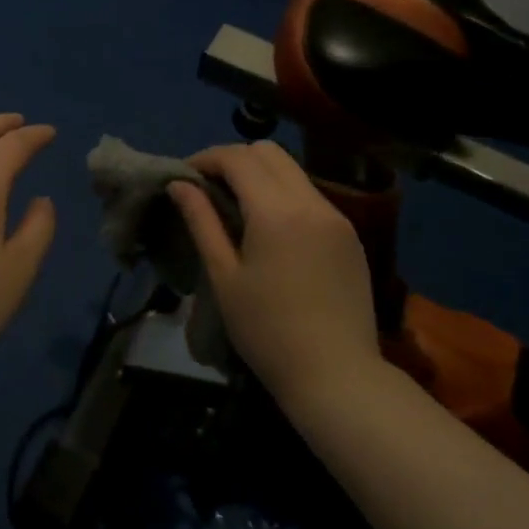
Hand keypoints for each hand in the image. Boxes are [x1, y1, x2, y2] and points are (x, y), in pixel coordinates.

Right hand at [167, 141, 380, 406]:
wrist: (338, 377)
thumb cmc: (268, 332)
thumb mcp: (224, 276)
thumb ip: (202, 222)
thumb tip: (179, 185)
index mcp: (276, 211)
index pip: (237, 158)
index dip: (206, 158)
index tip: (185, 177)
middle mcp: (310, 201)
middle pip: (268, 152)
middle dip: (234, 159)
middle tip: (210, 188)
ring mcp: (336, 216)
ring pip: (292, 171)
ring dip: (260, 175)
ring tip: (236, 207)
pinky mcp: (349, 234)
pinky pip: (310, 195)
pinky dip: (284, 195)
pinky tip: (271, 229)